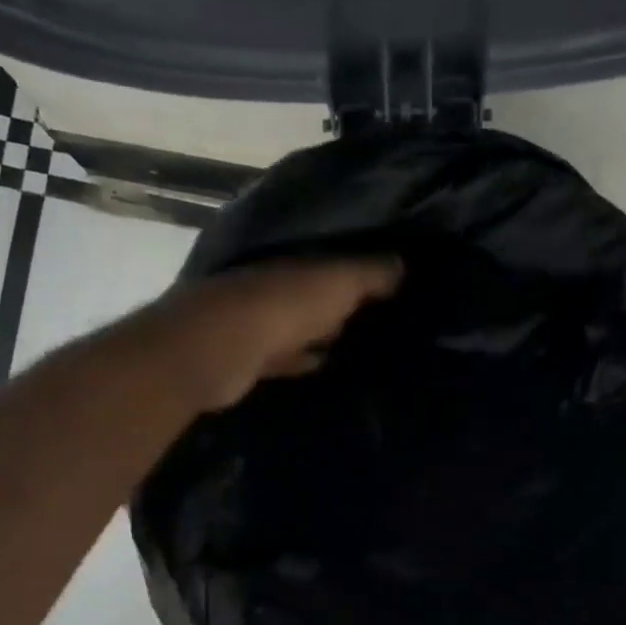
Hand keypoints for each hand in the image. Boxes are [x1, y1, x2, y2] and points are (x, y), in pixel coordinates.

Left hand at [140, 257, 402, 410]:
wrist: (221, 349)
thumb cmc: (285, 306)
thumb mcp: (338, 282)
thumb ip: (371, 273)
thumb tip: (403, 264)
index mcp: (295, 262)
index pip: (331, 259)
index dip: (359, 268)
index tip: (391, 282)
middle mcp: (273, 285)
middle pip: (312, 292)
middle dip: (339, 300)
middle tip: (377, 314)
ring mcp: (256, 322)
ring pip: (297, 324)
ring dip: (320, 331)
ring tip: (356, 342)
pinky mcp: (247, 358)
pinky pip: (284, 357)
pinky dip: (301, 359)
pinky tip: (321, 365)